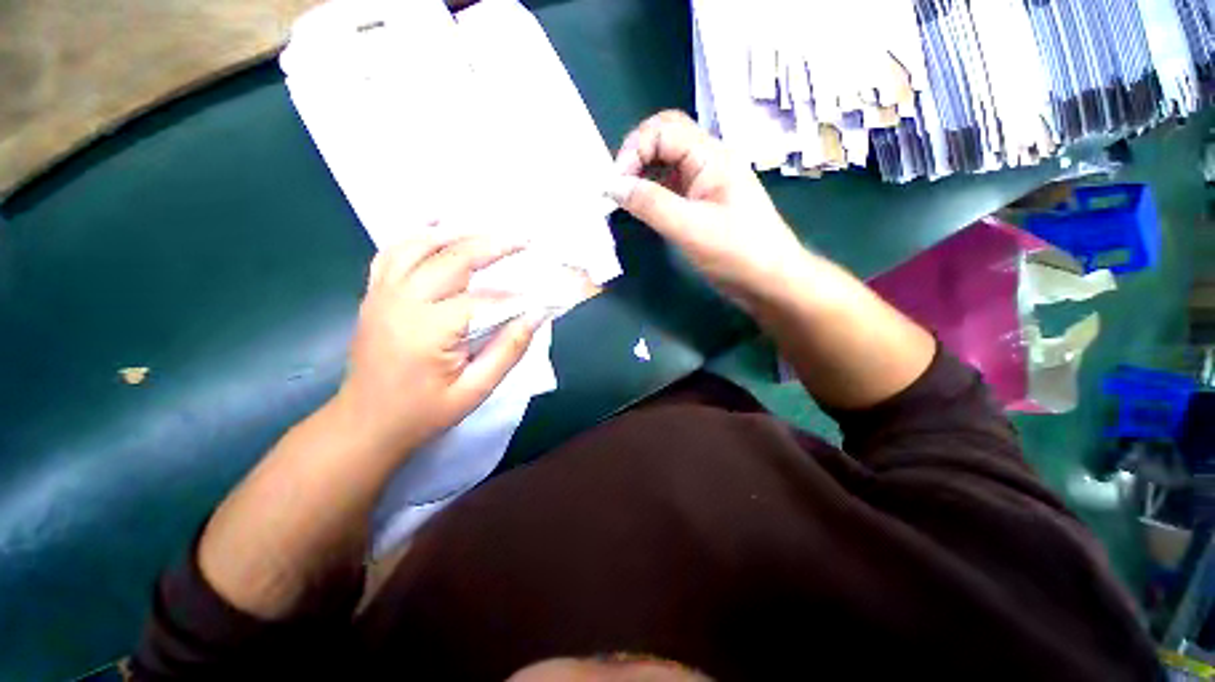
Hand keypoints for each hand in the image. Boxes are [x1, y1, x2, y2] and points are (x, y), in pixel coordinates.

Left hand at [332, 235, 541, 456]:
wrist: (365, 424)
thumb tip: (536, 316)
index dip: (517, 297)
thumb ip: (508, 350)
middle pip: (452, 259)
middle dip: (492, 245)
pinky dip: (417, 236)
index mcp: (429, 330)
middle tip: (523, 239)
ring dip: (457, 234)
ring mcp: (382, 294)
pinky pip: (393, 252)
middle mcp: (402, 302)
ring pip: (419, 245)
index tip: (542, 295)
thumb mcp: (475, 391)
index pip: (485, 300)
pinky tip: (436, 228)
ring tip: (487, 231)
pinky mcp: (374, 294)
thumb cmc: (423, 412)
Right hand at [607, 110, 806, 306]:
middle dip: (636, 156)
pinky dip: (652, 193)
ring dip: (642, 174)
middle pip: (665, 138)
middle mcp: (708, 162)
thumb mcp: (690, 228)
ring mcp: (706, 184)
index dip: (634, 149)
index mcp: (711, 157)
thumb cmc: (737, 253)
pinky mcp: (702, 204)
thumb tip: (612, 186)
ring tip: (624, 198)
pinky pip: (671, 187)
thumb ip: (650, 204)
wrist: (770, 281)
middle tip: (618, 187)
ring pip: (666, 164)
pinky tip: (642, 209)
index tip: (616, 184)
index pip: (664, 129)